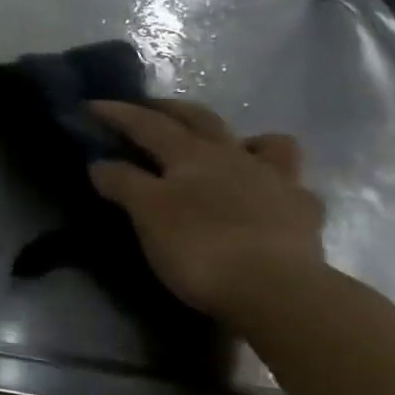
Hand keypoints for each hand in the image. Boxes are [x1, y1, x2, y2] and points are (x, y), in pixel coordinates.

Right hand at [88, 100, 324, 321]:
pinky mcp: (303, 213)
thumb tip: (100, 163)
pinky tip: (267, 199)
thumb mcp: (147, 214)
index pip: (148, 125)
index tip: (91, 105)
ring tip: (228, 149)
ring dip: (242, 139)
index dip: (118, 113)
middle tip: (151, 109)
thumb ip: (123, 183)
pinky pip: (291, 186)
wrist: (274, 289)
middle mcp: (235, 156)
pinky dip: (276, 185)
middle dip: (172, 110)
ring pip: (265, 143)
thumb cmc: (199, 246)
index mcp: (192, 154)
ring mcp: (276, 181)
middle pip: (201, 120)